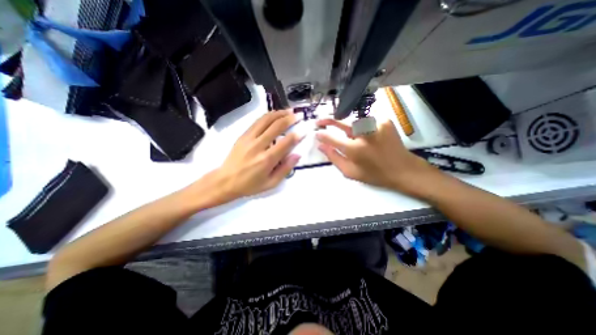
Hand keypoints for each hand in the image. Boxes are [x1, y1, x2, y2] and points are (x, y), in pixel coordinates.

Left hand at [204, 111, 303, 202]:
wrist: (225, 181)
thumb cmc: (250, 185)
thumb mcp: (271, 183)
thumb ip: (285, 169)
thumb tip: (297, 155)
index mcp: (267, 160)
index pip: (286, 142)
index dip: (297, 134)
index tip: (304, 129)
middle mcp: (258, 146)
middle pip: (276, 126)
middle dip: (290, 119)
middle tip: (299, 115)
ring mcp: (249, 138)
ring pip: (266, 120)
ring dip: (279, 113)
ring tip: (289, 111)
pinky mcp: (243, 135)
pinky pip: (257, 121)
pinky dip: (268, 116)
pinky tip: (274, 114)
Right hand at [316, 118, 435, 196]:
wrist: (403, 169)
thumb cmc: (374, 174)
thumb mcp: (350, 172)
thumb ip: (334, 158)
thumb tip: (321, 146)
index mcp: (355, 149)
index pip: (332, 138)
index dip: (322, 135)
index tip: (316, 133)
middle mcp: (364, 134)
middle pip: (342, 123)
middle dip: (329, 121)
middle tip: (320, 121)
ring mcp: (376, 125)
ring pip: (354, 122)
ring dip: (349, 128)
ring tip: (353, 138)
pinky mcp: (385, 121)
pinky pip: (366, 121)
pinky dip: (362, 127)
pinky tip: (367, 136)